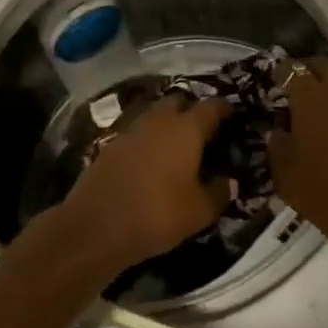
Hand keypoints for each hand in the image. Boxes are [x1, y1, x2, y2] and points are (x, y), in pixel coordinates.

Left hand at [58, 96, 232, 271]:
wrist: (96, 226)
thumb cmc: (157, 214)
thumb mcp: (198, 212)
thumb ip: (219, 193)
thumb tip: (231, 182)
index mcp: (186, 129)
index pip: (211, 107)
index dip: (223, 108)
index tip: (230, 113)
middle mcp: (159, 121)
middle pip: (178, 101)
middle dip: (190, 109)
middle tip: (200, 128)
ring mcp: (131, 130)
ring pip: (154, 114)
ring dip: (165, 122)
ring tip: (174, 142)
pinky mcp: (110, 144)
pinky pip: (135, 132)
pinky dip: (146, 138)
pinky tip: (148, 158)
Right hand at [268, 59, 327, 248]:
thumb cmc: (327, 195)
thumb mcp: (286, 177)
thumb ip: (278, 146)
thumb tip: (278, 131)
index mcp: (309, 97)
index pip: (291, 69)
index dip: (284, 73)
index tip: (281, 81)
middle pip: (326, 63)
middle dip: (315, 70)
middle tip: (312, 85)